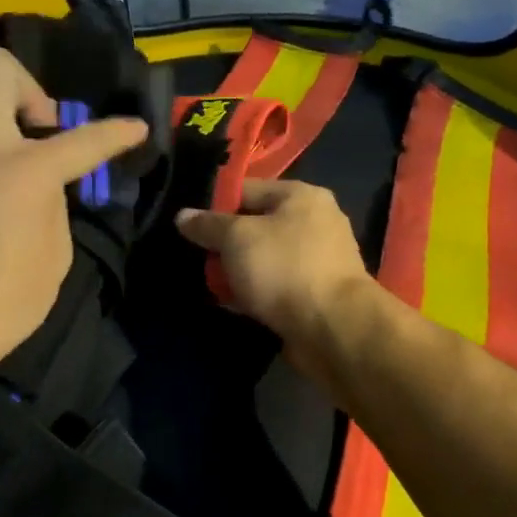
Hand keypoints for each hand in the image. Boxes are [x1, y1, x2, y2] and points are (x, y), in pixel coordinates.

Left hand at [0, 47, 147, 403]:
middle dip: (27, 87)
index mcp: (22, 170)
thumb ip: (53, 204)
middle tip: (38, 131)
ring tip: (4, 165)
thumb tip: (45, 185)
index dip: (116, 131)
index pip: (83, 137)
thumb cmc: (2, 305)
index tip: (133, 128)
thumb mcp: (54, 256)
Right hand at [175, 180, 376, 359]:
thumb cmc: (284, 268)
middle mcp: (316, 222)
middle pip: (256, 225)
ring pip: (265, 258)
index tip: (189, 225)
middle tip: (196, 257)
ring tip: (210, 283)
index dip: (215, 204)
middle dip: (226, 243)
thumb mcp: (236, 238)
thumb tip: (183, 216)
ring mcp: (319, 260)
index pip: (248, 188)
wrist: (333, 328)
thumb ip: (207, 225)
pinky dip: (255, 293)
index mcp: (302, 196)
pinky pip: (276, 286)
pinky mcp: (316, 294)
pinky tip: (232, 304)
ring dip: (239, 271)